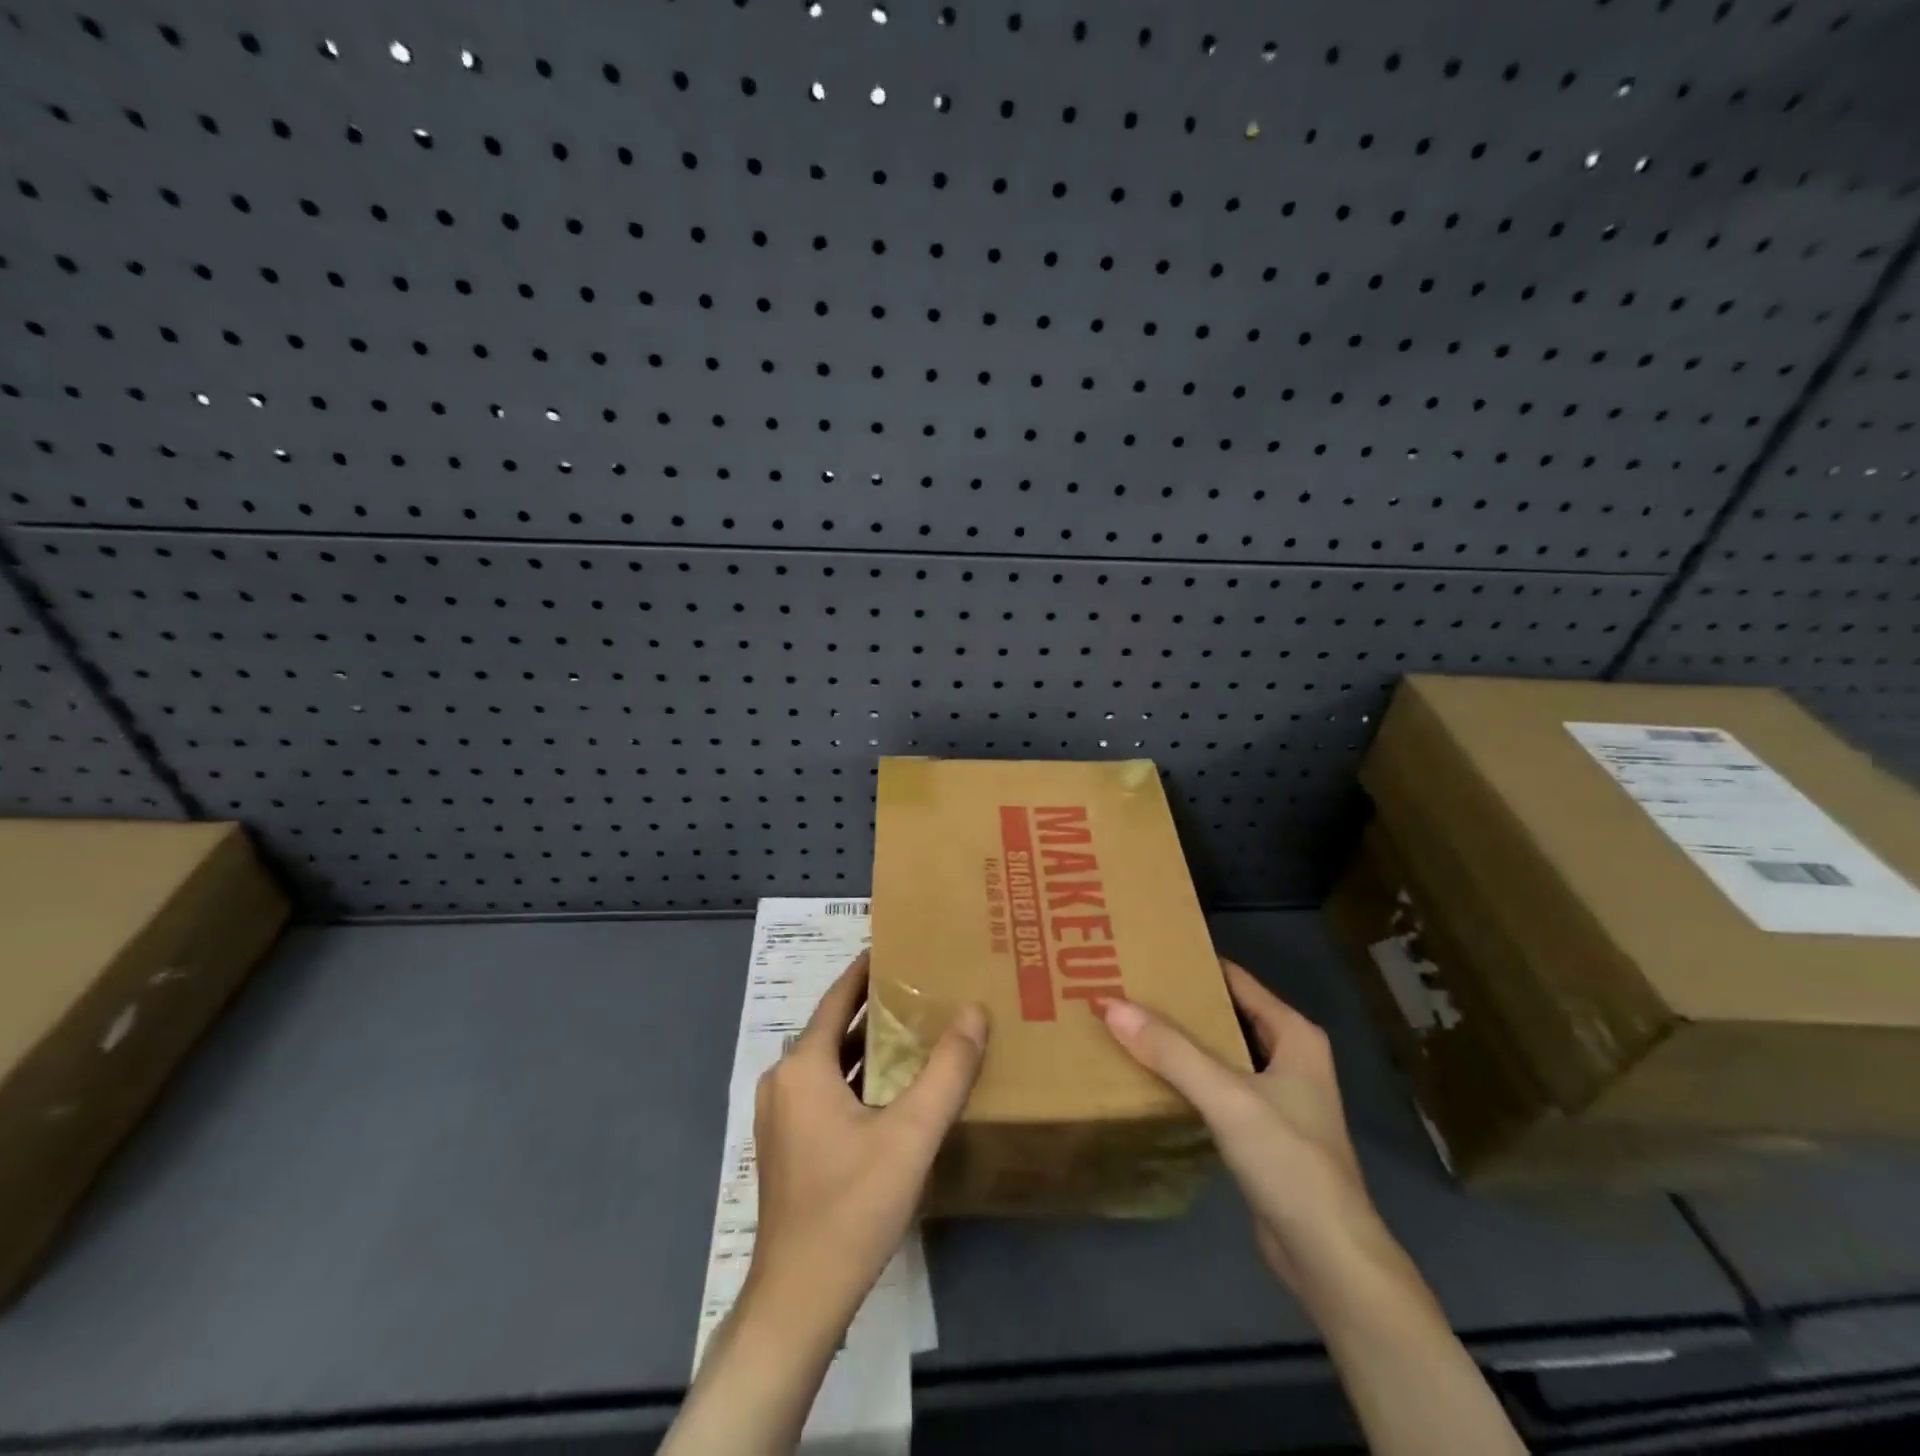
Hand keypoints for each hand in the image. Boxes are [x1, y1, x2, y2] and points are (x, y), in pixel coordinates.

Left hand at [746, 951, 987, 1334]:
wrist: (799, 1301)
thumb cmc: (851, 1207)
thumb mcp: (911, 1135)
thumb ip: (947, 1071)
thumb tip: (974, 1011)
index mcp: (803, 1066)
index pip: (838, 997)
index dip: (867, 969)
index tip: (900, 946)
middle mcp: (784, 1081)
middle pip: (834, 1028)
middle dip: (877, 1007)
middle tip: (923, 987)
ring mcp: (781, 1116)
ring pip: (831, 1062)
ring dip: (869, 1045)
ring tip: (917, 1029)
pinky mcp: (789, 1145)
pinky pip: (826, 1091)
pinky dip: (858, 1077)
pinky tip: (895, 1087)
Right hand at [1101, 960, 1395, 1305]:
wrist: (1328, 1257)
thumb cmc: (1288, 1160)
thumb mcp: (1226, 1095)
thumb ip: (1170, 1050)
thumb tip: (1109, 1004)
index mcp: (1294, 1034)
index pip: (1235, 980)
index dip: (1192, 966)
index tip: (1144, 955)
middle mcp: (1288, 1056)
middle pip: (1224, 1015)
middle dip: (1179, 1004)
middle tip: (1125, 987)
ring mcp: (1277, 1096)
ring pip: (1219, 1053)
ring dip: (1180, 1042)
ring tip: (1128, 1024)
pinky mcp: (1261, 1131)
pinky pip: (1216, 1088)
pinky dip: (1187, 1078)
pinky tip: (1150, 1076)